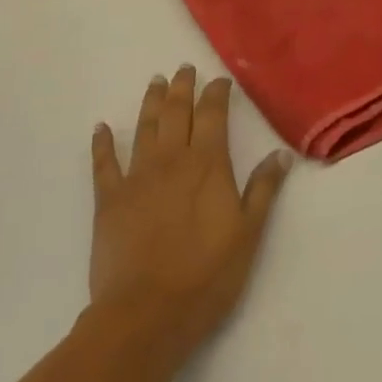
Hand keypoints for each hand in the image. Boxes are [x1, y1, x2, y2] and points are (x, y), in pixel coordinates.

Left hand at [88, 67, 292, 367]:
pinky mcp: (108, 200)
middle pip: (176, 113)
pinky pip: (103, 163)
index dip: (216, 94)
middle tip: (184, 68)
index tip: (220, 80)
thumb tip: (280, 153)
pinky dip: (102, 143)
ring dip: (151, 102)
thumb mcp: (249, 234)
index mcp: (207, 165)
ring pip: (144, 128)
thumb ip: (263, 190)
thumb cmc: (207, 276)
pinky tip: (101, 128)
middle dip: (182, 87)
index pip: (213, 116)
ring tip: (155, 83)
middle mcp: (171, 161)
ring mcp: (136, 177)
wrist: (147, 313)